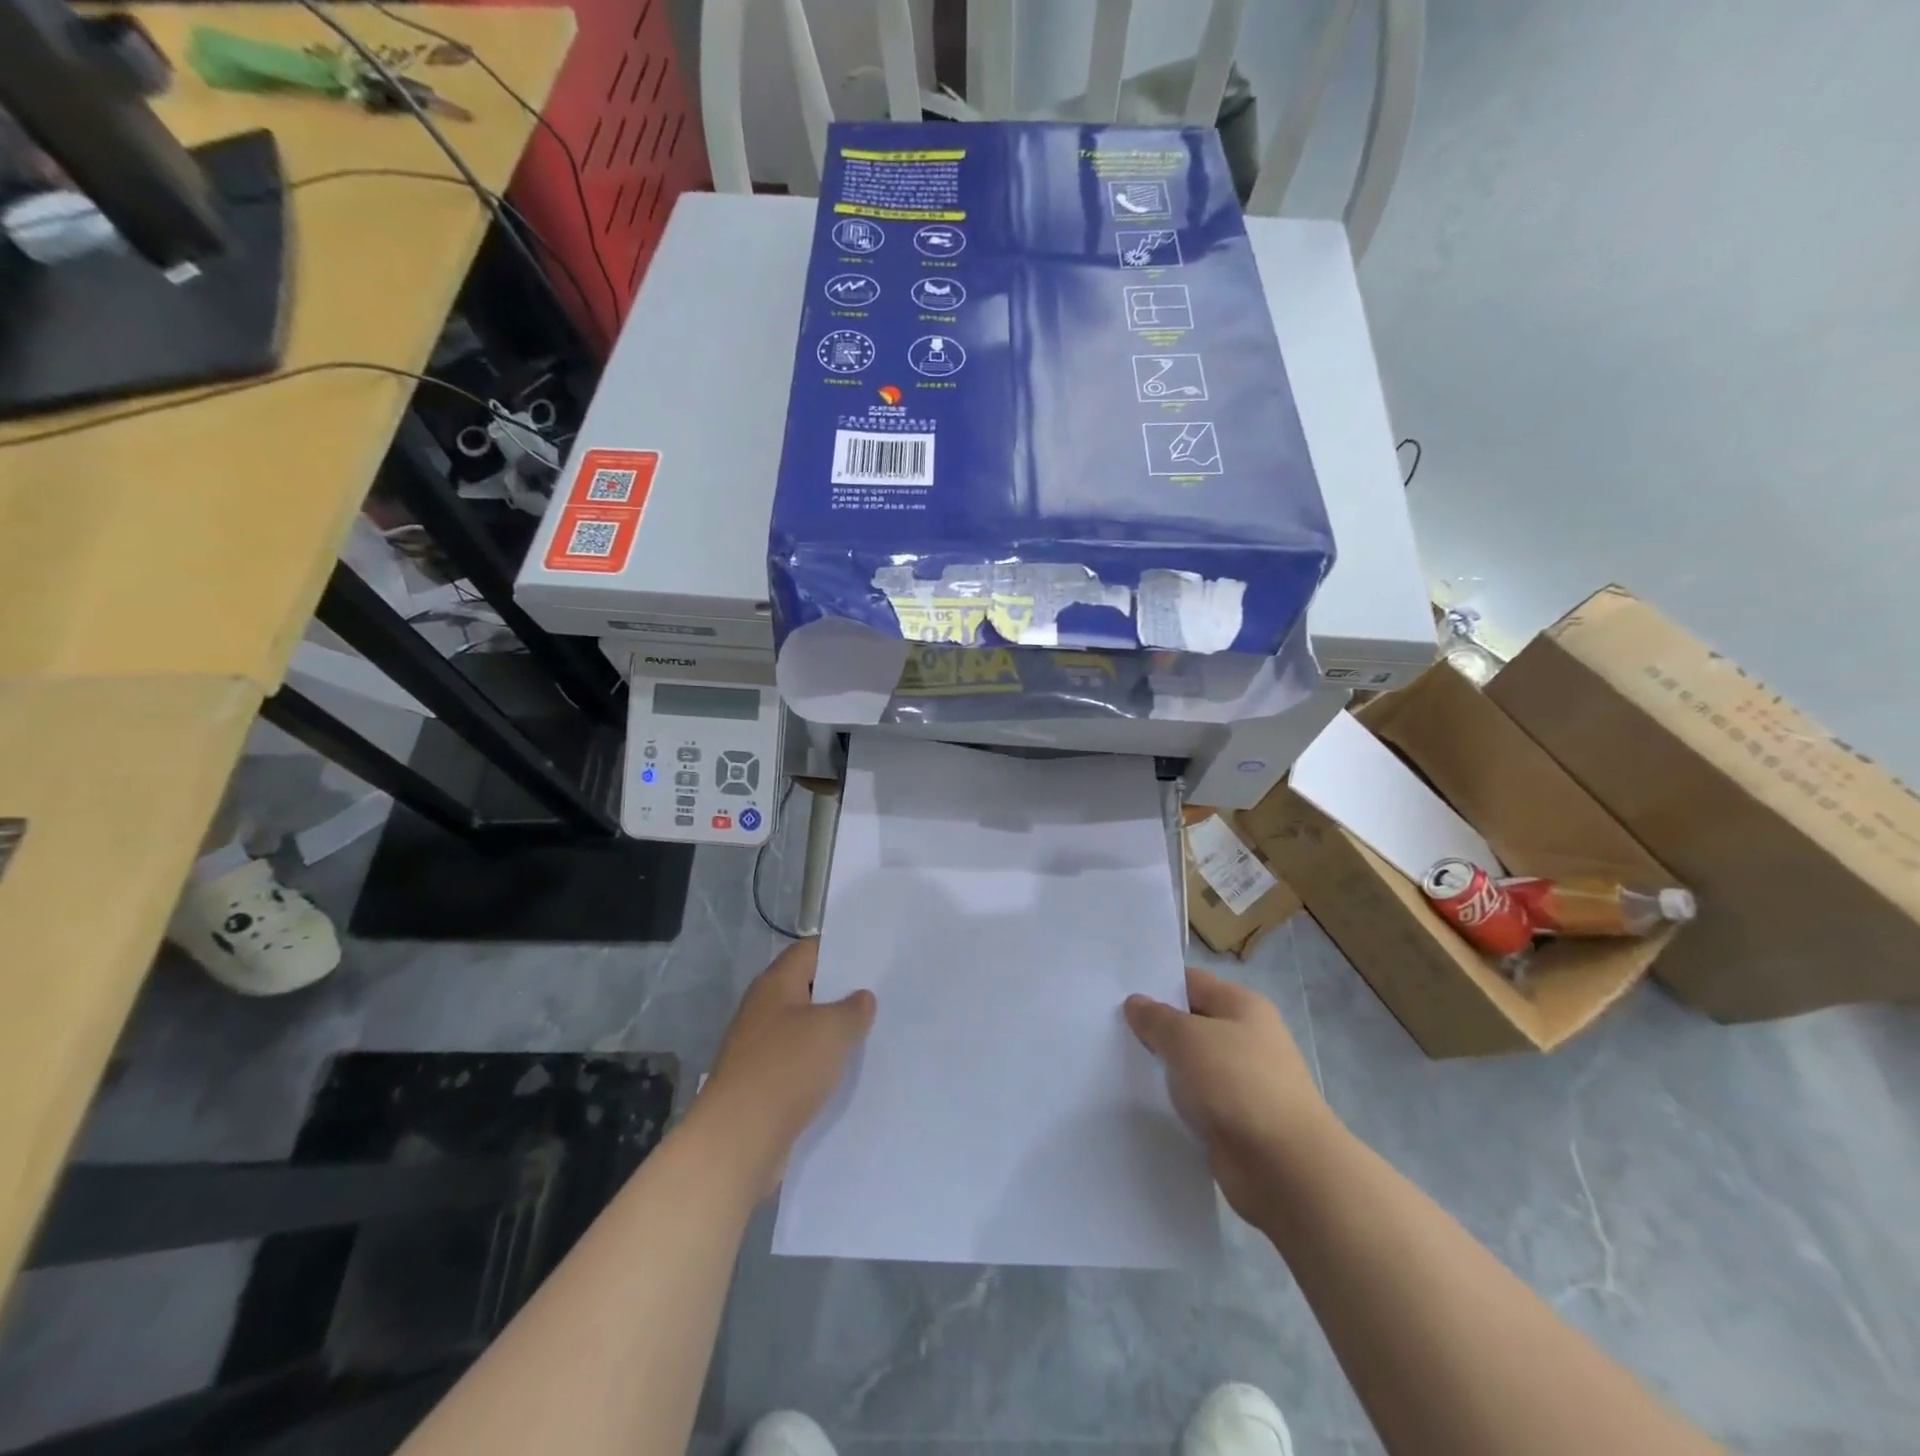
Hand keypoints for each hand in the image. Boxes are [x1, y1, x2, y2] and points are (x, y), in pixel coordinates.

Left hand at [697, 939, 875, 1194]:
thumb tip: (861, 998)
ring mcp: (758, 1049)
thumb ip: (854, 1009)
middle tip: (880, 997)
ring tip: (871, 1036)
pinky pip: (796, 1064)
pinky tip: (845, 1076)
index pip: (809, 951)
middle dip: (840, 995)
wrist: (738, 1139)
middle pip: (806, 990)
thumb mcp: (833, 1030)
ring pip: (803, 1030)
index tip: (873, 960)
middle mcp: (763, 1009)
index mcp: (775, 984)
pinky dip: (818, 1066)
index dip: (841, 952)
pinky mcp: (760, 1084)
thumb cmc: (786, 1068)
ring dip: (831, 1034)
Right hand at [1124, 967, 1331, 1221]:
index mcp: (1243, 1006)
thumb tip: (1136, 1003)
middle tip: (1109, 1028)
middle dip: (1155, 1028)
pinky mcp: (1235, 1120)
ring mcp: (1242, 1081)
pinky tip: (1142, 1100)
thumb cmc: (1237, 1083)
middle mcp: (1246, 1039)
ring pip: (1191, 1064)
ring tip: (1117, 1062)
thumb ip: (1156, 1018)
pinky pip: (1196, 1099)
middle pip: (1191, 1023)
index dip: (1157, 985)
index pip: (1192, 983)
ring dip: (1163, 1067)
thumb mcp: (1187, 1038)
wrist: (1285, 1167)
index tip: (1117, 993)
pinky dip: (1175, 1100)